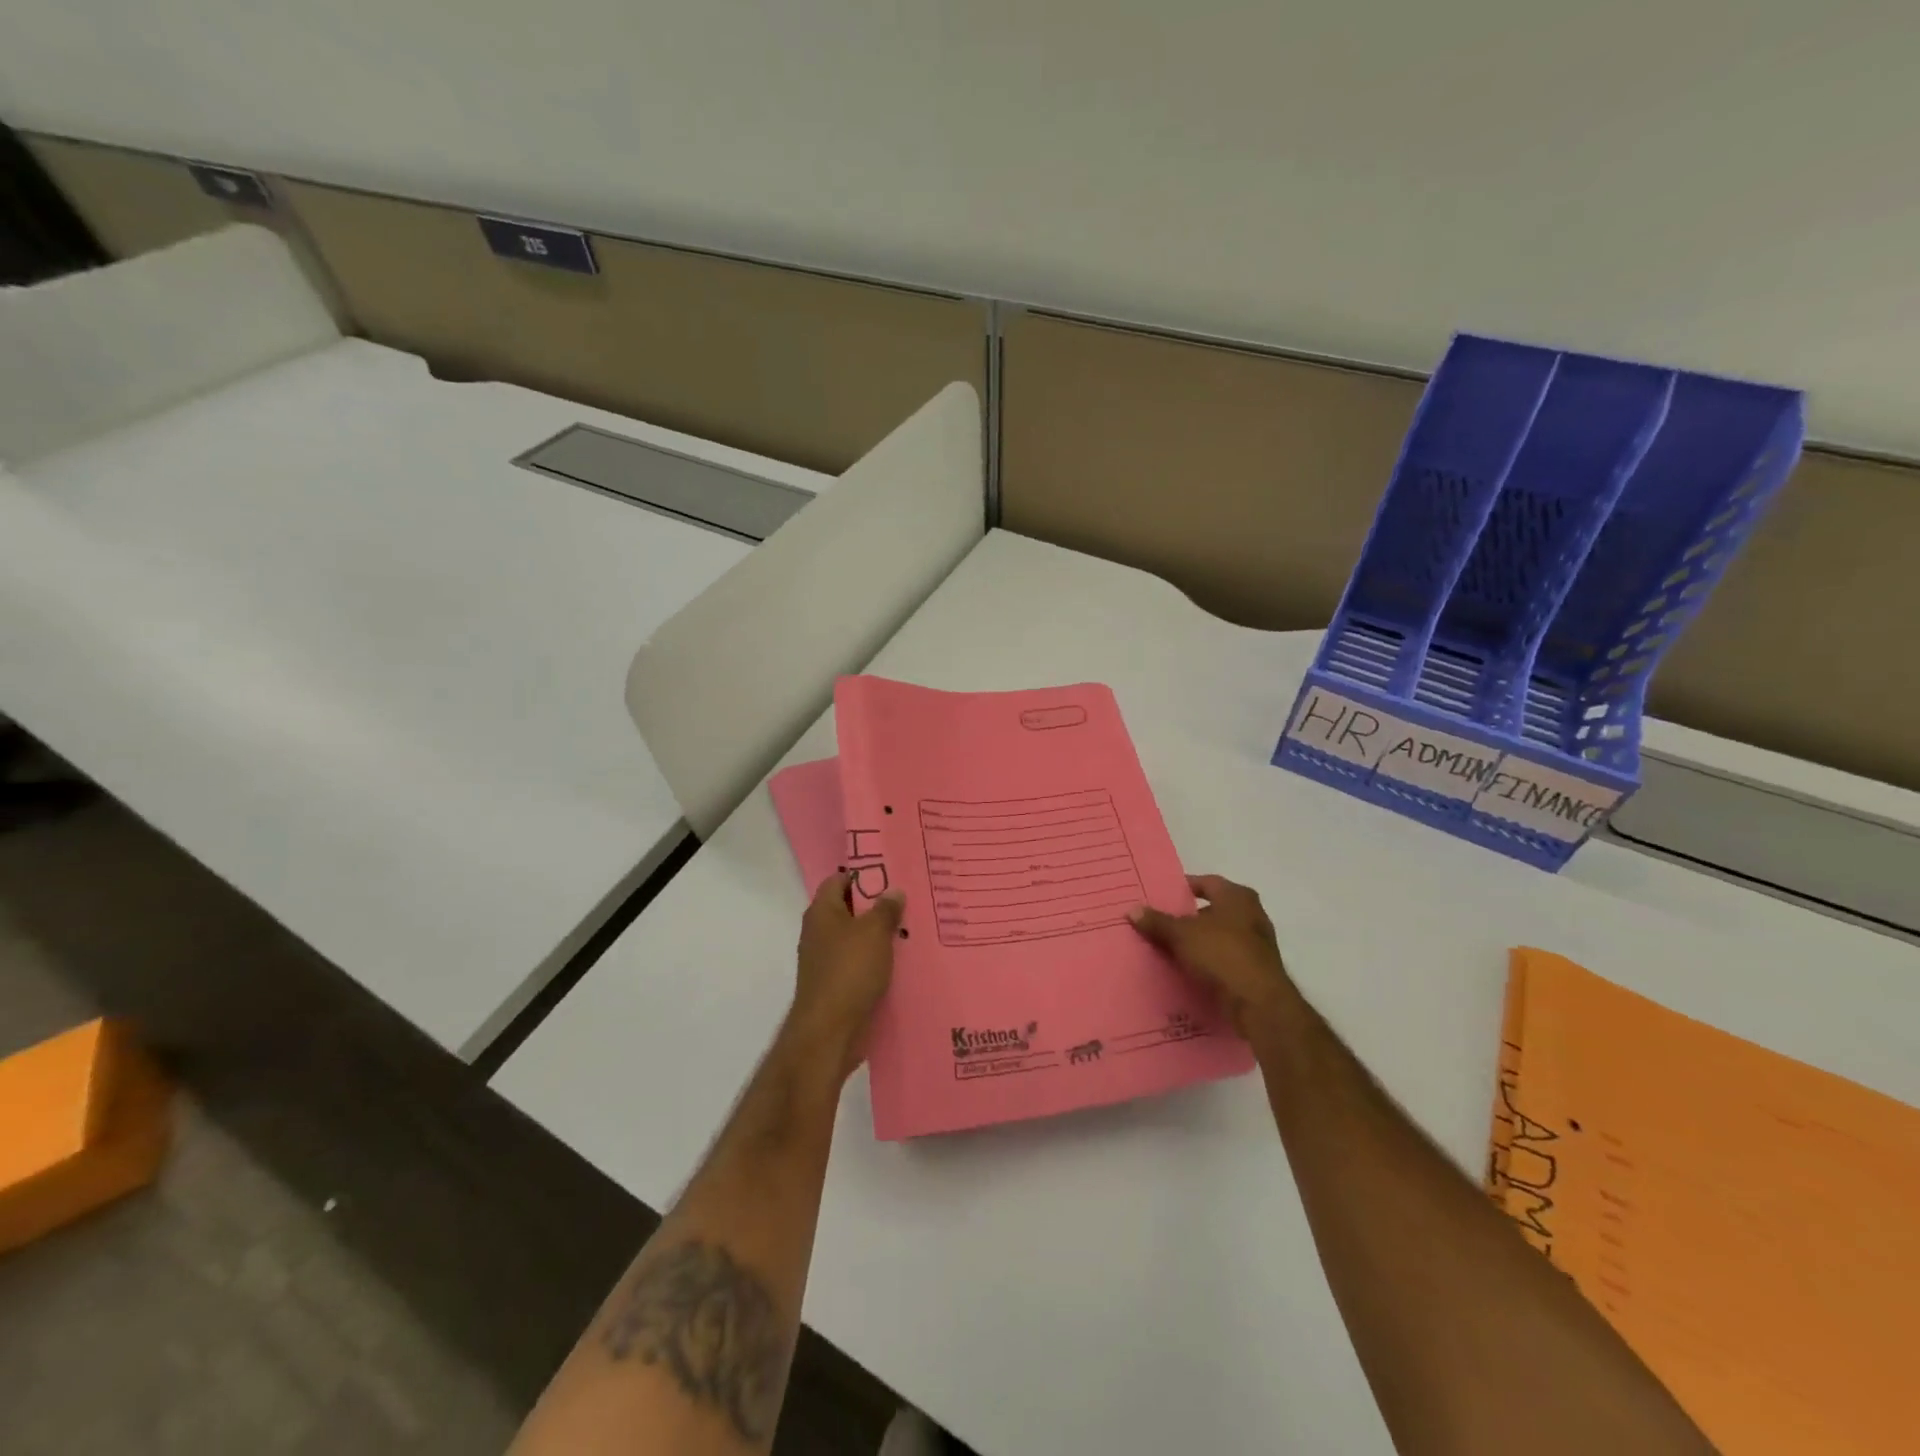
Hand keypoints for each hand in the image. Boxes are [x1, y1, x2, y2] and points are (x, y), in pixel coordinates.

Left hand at [785, 871, 904, 1085]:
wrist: (829, 1032)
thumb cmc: (849, 971)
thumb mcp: (874, 933)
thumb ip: (885, 909)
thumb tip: (893, 890)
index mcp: (822, 912)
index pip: (839, 880)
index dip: (864, 875)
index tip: (892, 875)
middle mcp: (819, 932)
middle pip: (850, 910)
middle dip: (878, 906)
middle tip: (910, 902)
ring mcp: (826, 961)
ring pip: (857, 939)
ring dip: (880, 936)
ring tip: (913, 930)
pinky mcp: (837, 985)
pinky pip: (860, 964)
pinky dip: (878, 961)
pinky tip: (903, 962)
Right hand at [1130, 874, 1298, 1042]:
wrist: (1259, 1003)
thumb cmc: (1222, 954)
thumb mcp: (1181, 935)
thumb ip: (1157, 921)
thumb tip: (1132, 910)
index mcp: (1237, 897)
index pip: (1205, 882)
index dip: (1182, 888)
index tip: (1160, 896)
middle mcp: (1251, 915)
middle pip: (1212, 910)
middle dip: (1187, 917)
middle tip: (1159, 922)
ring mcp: (1256, 944)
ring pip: (1218, 936)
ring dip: (1197, 941)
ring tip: (1168, 947)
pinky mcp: (1256, 970)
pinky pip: (1224, 959)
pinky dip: (1208, 961)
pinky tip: (1187, 970)